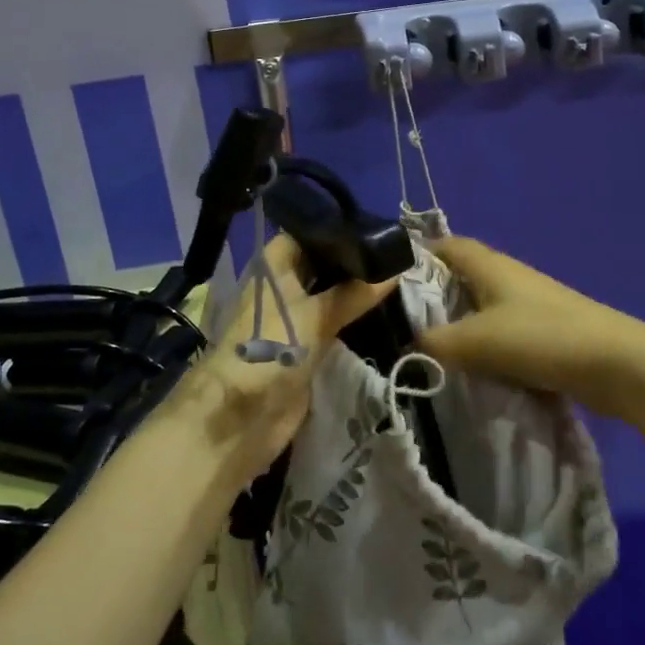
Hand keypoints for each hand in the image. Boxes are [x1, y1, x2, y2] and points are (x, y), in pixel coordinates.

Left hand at [172, 234, 396, 483]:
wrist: (241, 417)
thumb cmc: (271, 348)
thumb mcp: (317, 315)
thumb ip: (355, 292)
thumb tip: (395, 269)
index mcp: (275, 265)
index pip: (309, 233)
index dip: (340, 228)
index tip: (379, 226)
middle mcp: (283, 285)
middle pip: (322, 265)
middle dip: (354, 263)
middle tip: (400, 254)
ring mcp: (293, 318)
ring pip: (330, 296)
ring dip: (357, 293)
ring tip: (402, 279)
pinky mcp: (304, 349)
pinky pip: (333, 326)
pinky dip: (354, 321)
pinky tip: (387, 313)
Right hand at [417, 236, 644, 419]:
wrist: (616, 364)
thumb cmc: (541, 338)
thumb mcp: (478, 341)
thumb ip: (436, 343)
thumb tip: (407, 347)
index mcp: (490, 266)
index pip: (448, 246)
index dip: (420, 254)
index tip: (391, 277)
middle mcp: (508, 277)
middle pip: (463, 277)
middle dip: (435, 296)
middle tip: (403, 322)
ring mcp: (530, 305)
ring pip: (483, 308)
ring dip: (461, 325)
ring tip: (432, 350)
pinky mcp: (545, 332)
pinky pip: (503, 333)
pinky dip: (486, 347)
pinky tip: (473, 370)